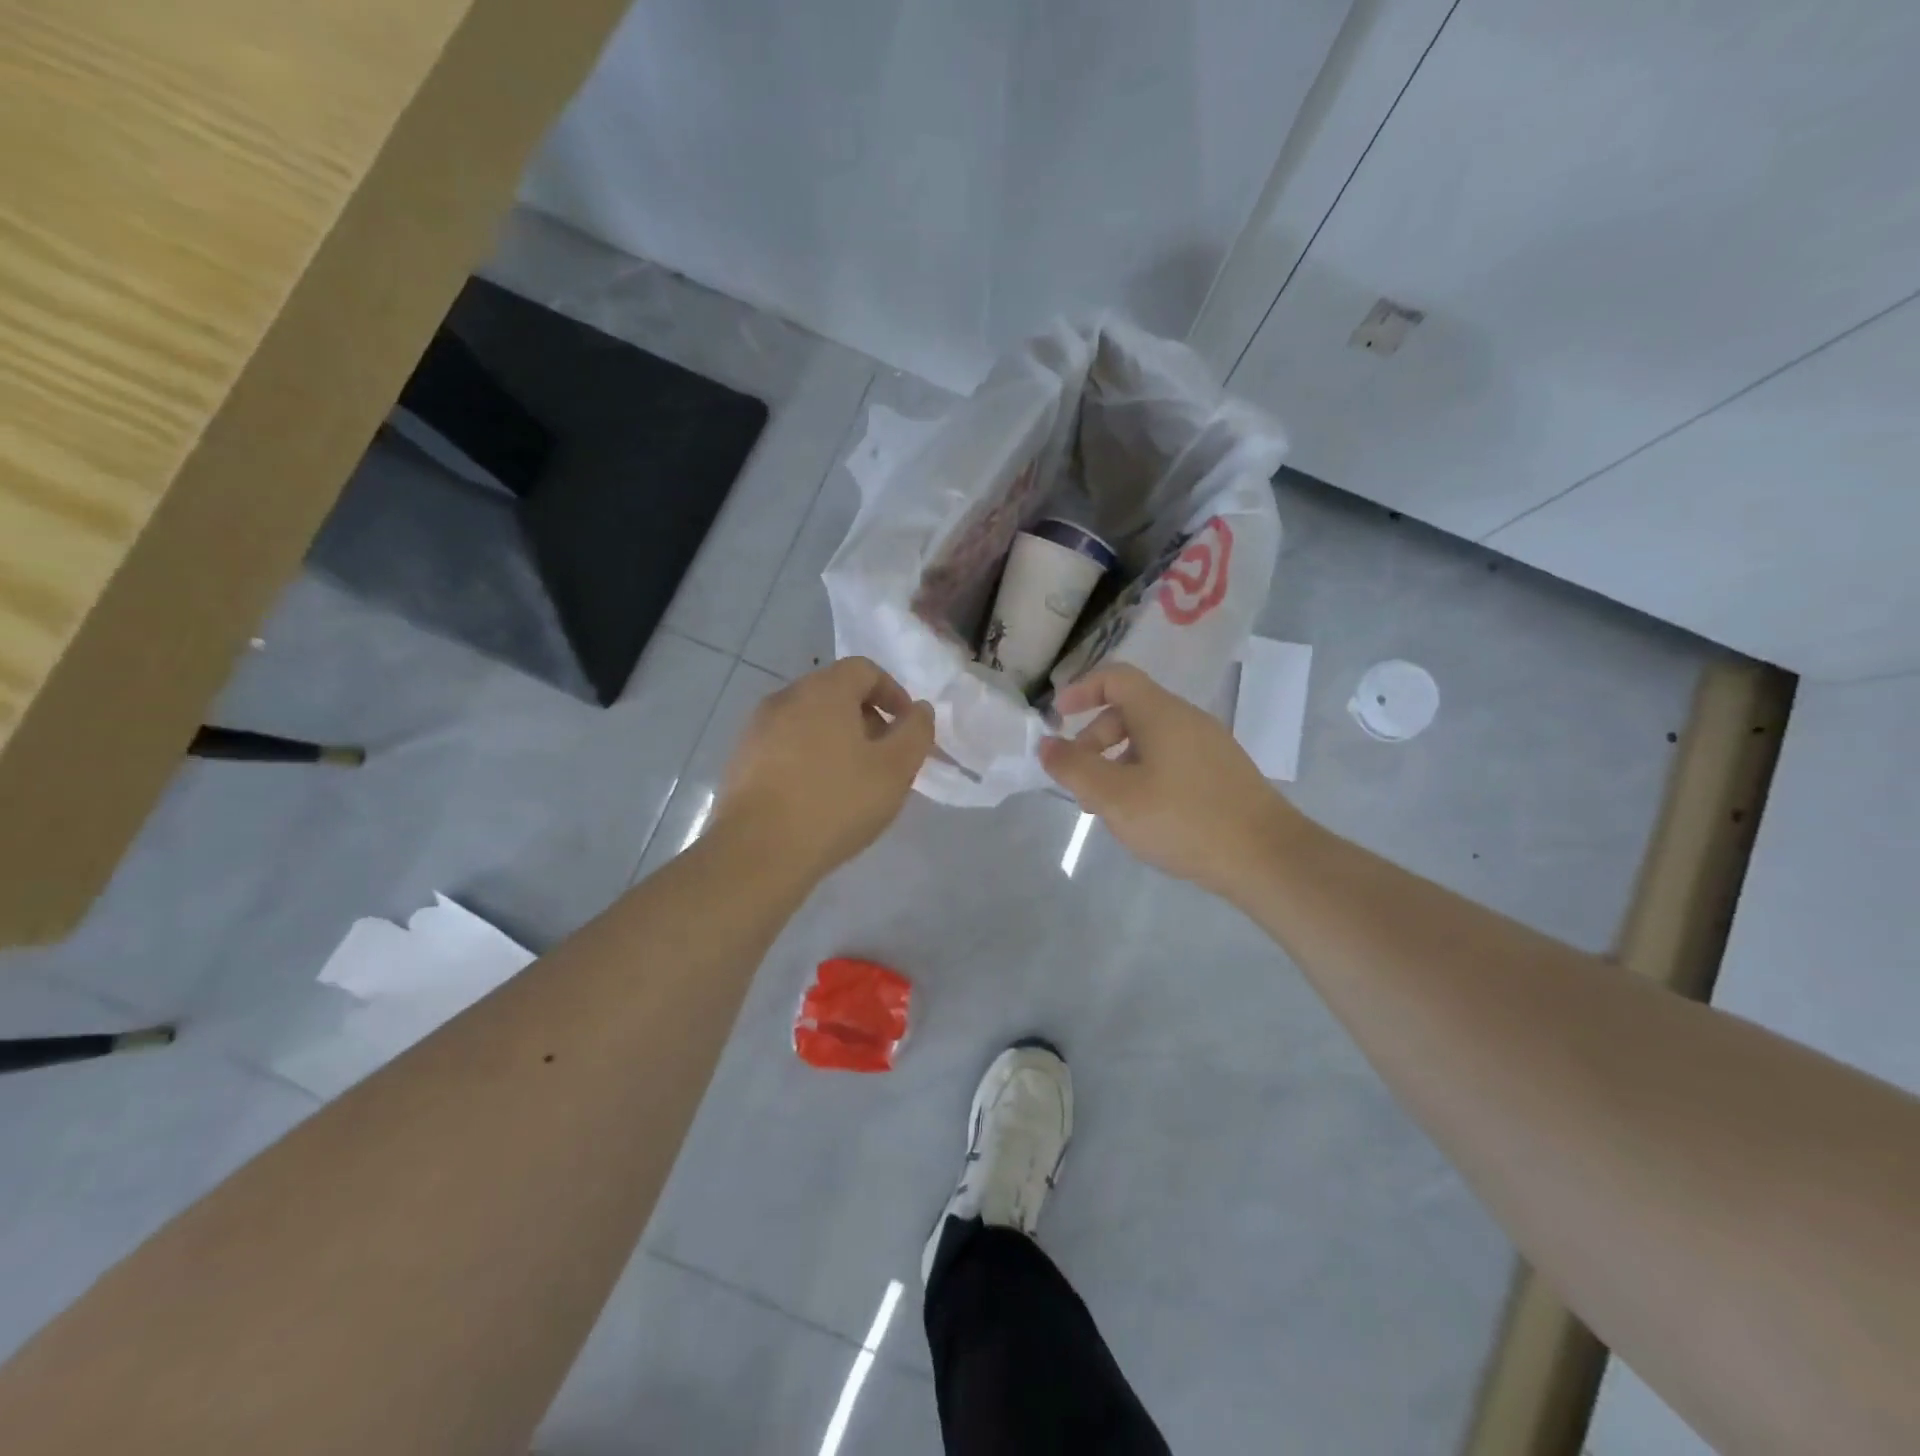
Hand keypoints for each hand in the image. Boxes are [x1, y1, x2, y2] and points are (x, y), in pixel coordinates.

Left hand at [713, 657, 934, 881]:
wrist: (758, 852)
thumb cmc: (835, 803)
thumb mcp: (895, 770)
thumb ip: (916, 732)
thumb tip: (919, 710)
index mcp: (823, 690)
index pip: (864, 670)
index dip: (893, 693)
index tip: (907, 728)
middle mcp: (785, 698)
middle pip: (835, 693)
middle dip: (866, 718)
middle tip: (884, 758)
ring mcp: (756, 729)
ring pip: (808, 720)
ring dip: (836, 740)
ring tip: (852, 781)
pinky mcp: (740, 760)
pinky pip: (785, 745)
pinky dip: (808, 758)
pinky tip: (817, 796)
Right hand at [1039, 663, 1301, 900]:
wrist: (1267, 857)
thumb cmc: (1183, 819)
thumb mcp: (1114, 797)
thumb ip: (1074, 768)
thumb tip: (1046, 744)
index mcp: (1161, 713)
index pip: (1116, 677)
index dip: (1082, 689)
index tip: (1058, 716)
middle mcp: (1187, 720)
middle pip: (1129, 712)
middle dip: (1094, 741)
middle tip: (1080, 782)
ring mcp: (1209, 746)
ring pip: (1149, 741)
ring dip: (1117, 764)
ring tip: (1107, 807)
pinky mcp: (1221, 774)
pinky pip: (1170, 760)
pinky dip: (1143, 776)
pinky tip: (1144, 816)